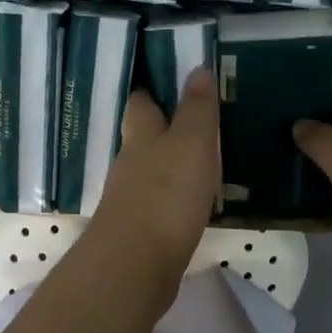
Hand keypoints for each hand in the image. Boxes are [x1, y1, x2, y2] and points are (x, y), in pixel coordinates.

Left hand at [88, 67, 220, 282]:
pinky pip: (158, 205)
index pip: (142, 103)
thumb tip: (197, 68)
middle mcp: (130, 164)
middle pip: (143, 139)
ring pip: (150, 173)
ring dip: (170, 166)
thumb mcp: (191, 143)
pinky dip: (173, 199)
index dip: (154, 90)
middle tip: (195, 121)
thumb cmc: (165, 194)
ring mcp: (131, 200)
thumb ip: (196, 109)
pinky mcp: (139, 232)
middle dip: (162, 129)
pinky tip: (192, 203)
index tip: (173, 79)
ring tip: (202, 161)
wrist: (136, 264)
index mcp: (141, 136)